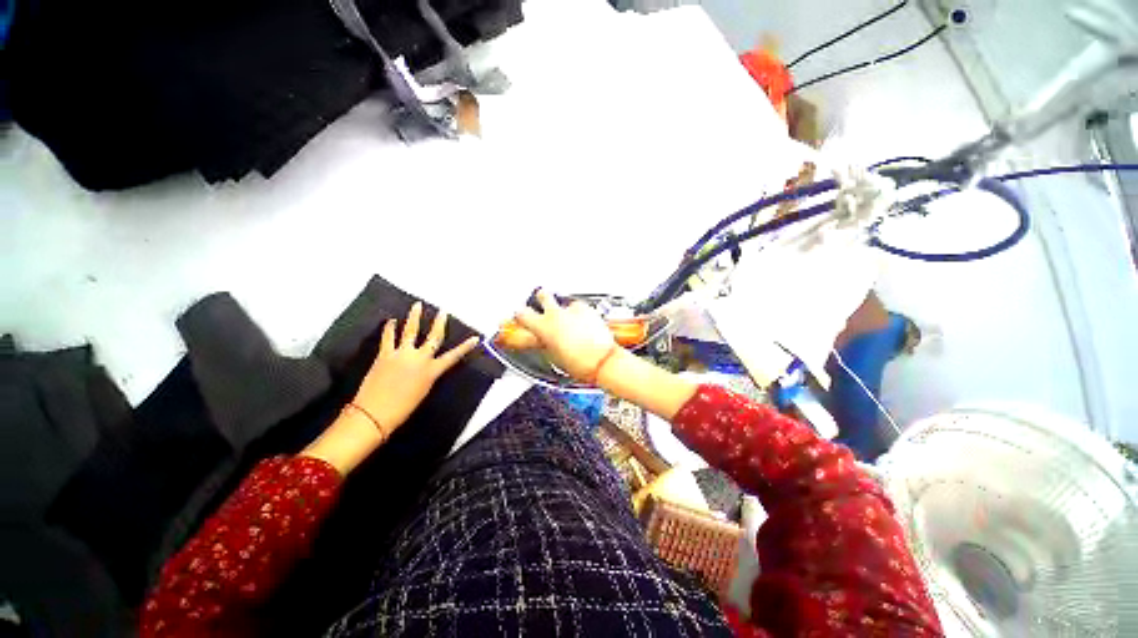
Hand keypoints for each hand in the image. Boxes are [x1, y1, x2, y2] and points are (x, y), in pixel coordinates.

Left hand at [353, 302, 481, 432]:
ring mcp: (401, 354)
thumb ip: (426, 376)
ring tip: (416, 305)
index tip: (475, 338)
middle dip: (439, 323)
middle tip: (442, 312)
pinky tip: (391, 321)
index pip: (453, 356)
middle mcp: (419, 359)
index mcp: (432, 371)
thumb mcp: (423, 392)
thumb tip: (425, 367)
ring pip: (410, 331)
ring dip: (414, 317)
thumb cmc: (402, 409)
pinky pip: (388, 337)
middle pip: (433, 337)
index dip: (465, 347)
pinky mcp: (384, 355)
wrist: (374, 414)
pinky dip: (390, 328)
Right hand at [512, 289, 618, 381]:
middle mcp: (556, 314)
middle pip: (543, 295)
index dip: (521, 315)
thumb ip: (544, 342)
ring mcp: (572, 309)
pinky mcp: (587, 309)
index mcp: (542, 327)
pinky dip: (579, 314)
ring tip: (570, 322)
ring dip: (563, 309)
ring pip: (563, 302)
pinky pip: (578, 308)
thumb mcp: (553, 356)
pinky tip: (583, 324)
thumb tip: (541, 339)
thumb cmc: (579, 363)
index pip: (522, 313)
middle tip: (544, 306)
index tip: (521, 317)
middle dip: (542, 299)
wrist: (602, 360)